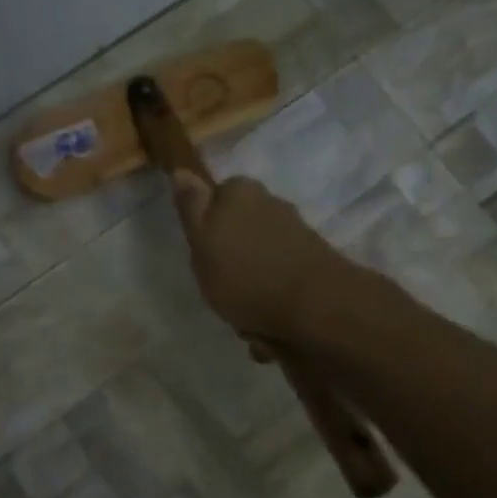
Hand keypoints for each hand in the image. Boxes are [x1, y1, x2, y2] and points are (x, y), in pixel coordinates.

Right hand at [171, 172, 354, 342]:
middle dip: (231, 261)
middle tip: (221, 289)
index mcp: (241, 192)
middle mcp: (271, 204)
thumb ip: (191, 206)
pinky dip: (270, 304)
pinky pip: (278, 284)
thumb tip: (182, 169)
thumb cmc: (244, 275)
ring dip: (250, 289)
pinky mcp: (312, 264)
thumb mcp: (202, 241)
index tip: (201, 256)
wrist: (314, 306)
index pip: (214, 199)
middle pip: (238, 232)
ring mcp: (295, 234)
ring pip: (258, 262)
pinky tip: (268, 328)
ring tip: (246, 319)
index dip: (205, 229)